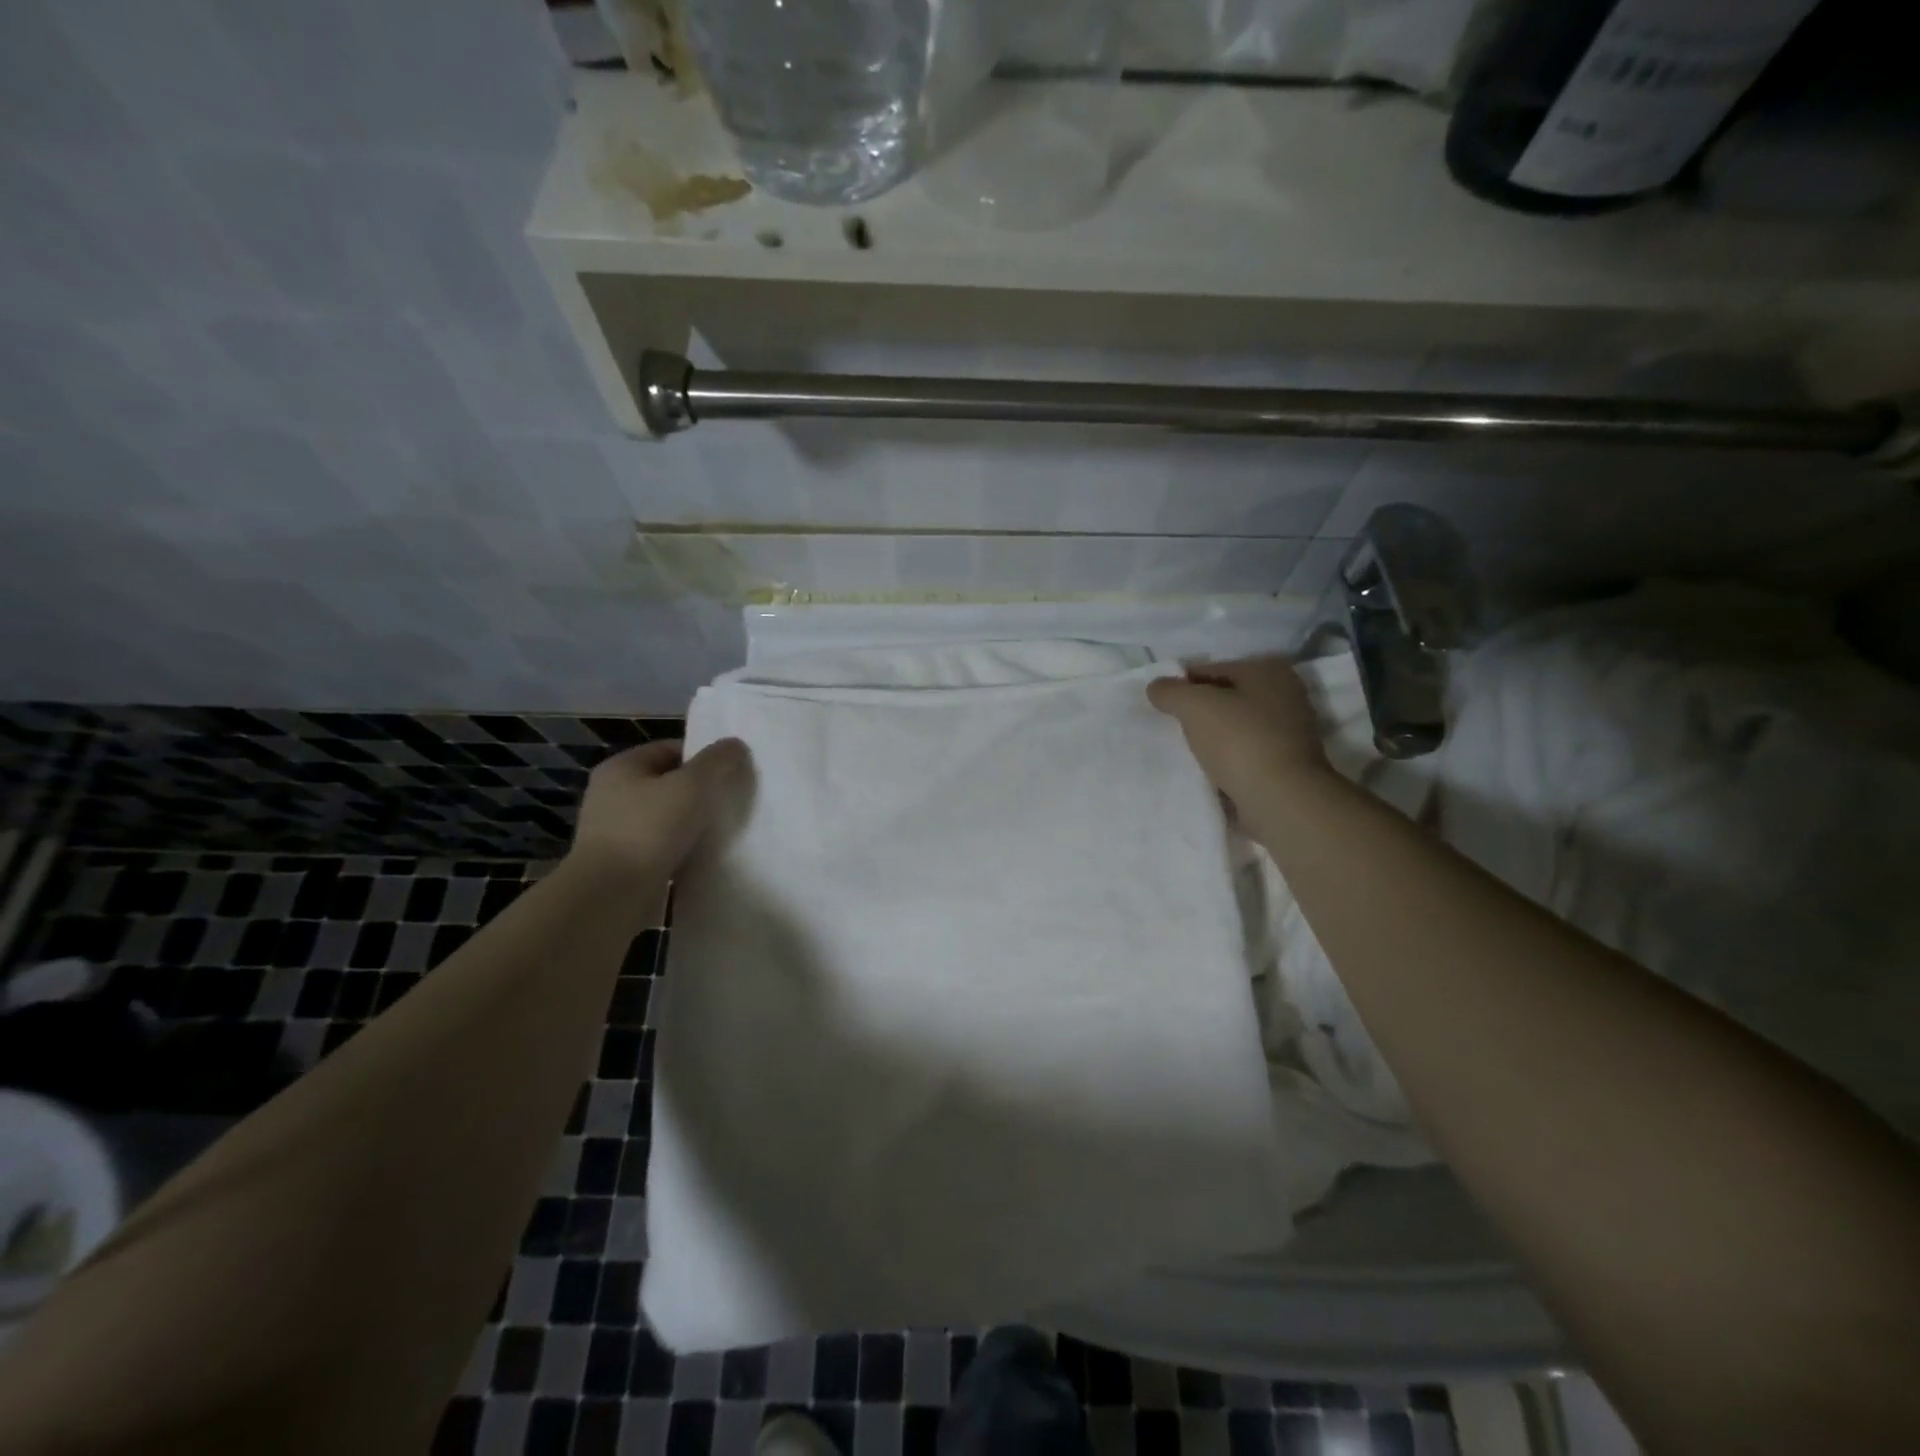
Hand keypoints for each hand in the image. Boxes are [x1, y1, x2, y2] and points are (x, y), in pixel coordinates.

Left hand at [568, 738, 747, 880]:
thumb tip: (735, 745)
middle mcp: (612, 794)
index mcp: (622, 767)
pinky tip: (702, 856)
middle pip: (668, 783)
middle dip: (699, 791)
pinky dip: (680, 849)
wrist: (610, 895)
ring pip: (665, 817)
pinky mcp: (621, 862)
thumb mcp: (692, 786)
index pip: (670, 749)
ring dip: (691, 823)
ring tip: (722, 830)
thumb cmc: (648, 830)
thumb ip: (717, 762)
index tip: (731, 772)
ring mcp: (613, 831)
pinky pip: (659, 846)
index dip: (703, 757)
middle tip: (731, 800)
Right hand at [1147, 657, 1328, 811]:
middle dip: (1199, 712)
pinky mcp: (1288, 765)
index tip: (1160, 706)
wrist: (1281, 800)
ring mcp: (1291, 732)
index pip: (1212, 669)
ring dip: (1213, 738)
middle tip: (1171, 728)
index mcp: (1268, 670)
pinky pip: (1246, 755)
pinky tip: (1208, 772)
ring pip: (1236, 728)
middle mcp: (1286, 695)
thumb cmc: (1239, 740)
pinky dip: (1228, 761)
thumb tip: (1157, 687)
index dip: (1182, 685)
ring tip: (1186, 752)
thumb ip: (1171, 691)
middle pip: (1226, 698)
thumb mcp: (1194, 706)